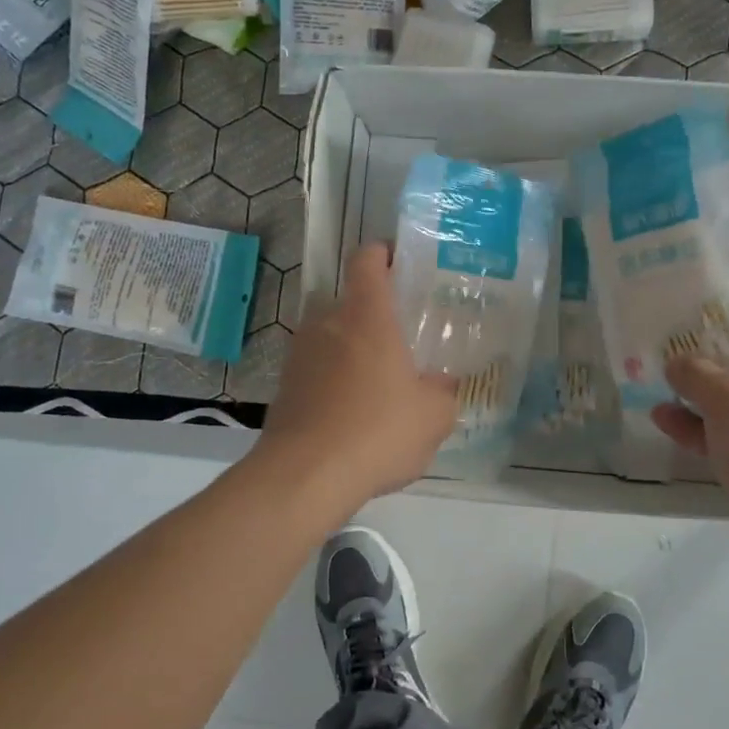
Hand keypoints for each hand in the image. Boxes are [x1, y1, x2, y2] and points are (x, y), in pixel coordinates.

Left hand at [253, 243, 457, 512]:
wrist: (305, 476)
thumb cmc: (378, 432)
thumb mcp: (433, 417)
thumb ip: (443, 392)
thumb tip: (441, 384)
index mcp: (367, 317)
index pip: (367, 260)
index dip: (383, 253)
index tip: (400, 263)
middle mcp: (327, 323)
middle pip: (351, 302)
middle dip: (375, 316)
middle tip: (402, 340)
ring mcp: (300, 354)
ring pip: (332, 337)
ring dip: (353, 351)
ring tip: (378, 382)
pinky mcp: (285, 386)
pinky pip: (317, 370)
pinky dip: (334, 381)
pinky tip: (353, 414)